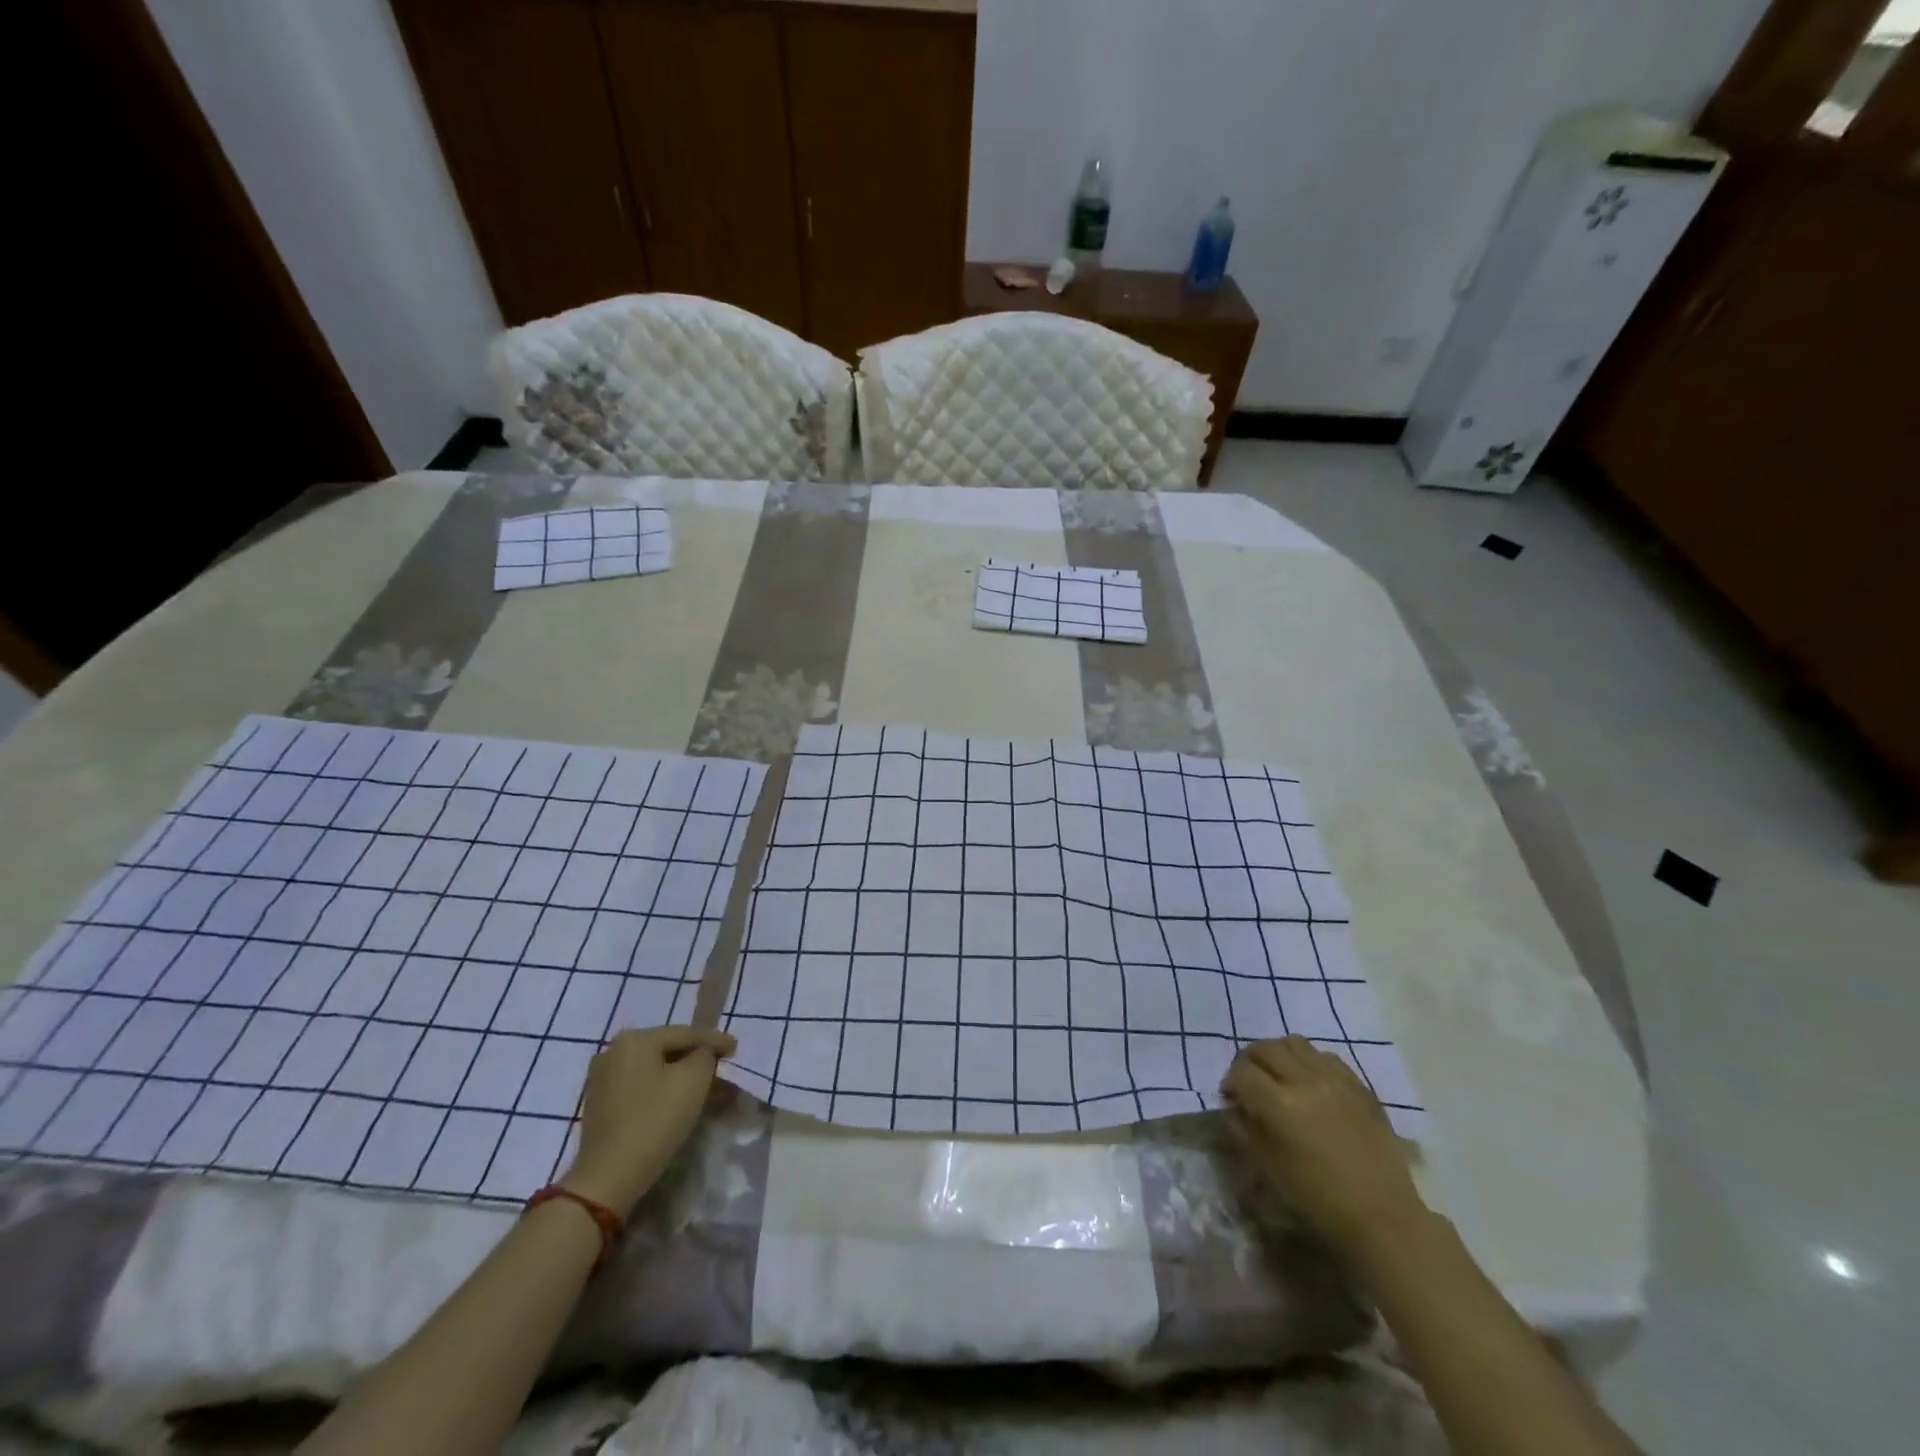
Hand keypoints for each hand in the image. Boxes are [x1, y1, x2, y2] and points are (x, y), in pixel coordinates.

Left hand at [560, 1026, 735, 1215]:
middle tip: (723, 1068)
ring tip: (705, 1086)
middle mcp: (613, 1050)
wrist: (607, 1179)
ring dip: (680, 1076)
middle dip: (697, 1059)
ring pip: (654, 1069)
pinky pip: (640, 1085)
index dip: (715, 1040)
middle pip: (668, 1049)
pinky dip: (661, 1089)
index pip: (686, 1033)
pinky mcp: (599, 1103)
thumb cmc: (654, 1121)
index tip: (736, 1048)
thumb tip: (703, 1053)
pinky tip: (678, 1100)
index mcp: (635, 1039)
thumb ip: (706, 1055)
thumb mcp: (694, 1080)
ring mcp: (602, 1077)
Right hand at [1222, 1036, 1426, 1258]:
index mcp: (1280, 1105)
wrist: (1382, 1217)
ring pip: (1295, 1043)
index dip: (1230, 1082)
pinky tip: (1311, 1084)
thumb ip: (1243, 1129)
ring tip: (1279, 1076)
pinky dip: (1309, 1062)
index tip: (1232, 1098)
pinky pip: (1325, 1056)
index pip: (1242, 1072)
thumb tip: (1232, 1106)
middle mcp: (1307, 1081)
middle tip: (1250, 1082)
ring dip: (1279, 1055)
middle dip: (1250, 1061)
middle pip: (1265, 1048)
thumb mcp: (1268, 1168)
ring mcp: (1336, 1080)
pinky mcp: (1359, 1085)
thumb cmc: (1318, 1198)